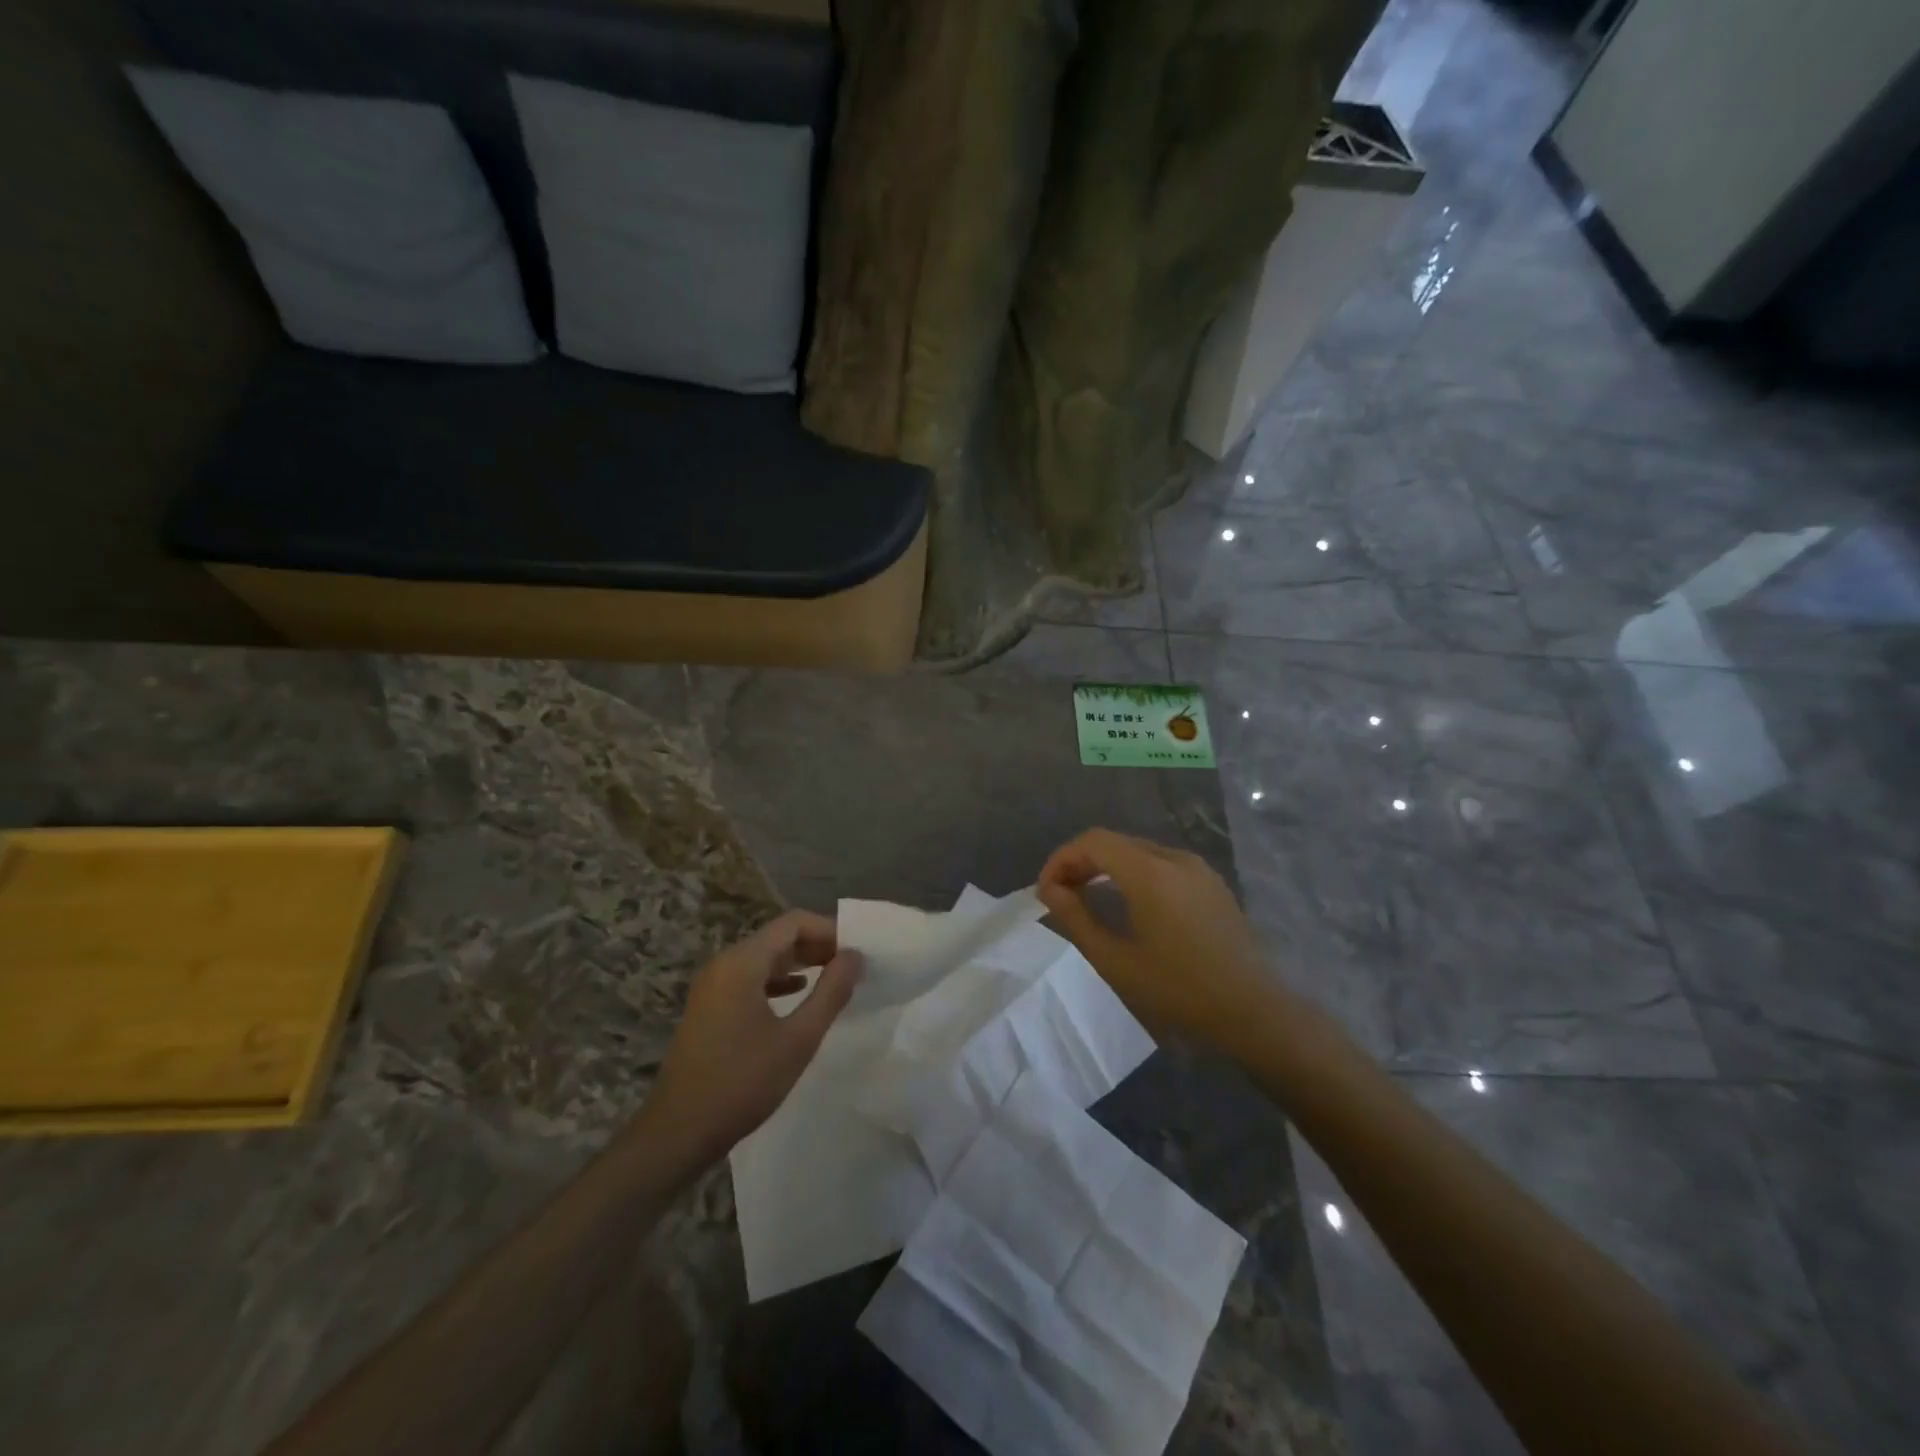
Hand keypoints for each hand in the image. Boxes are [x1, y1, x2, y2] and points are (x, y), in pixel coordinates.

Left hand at [643, 910, 860, 1162]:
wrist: (678, 1133)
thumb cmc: (742, 1083)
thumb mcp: (798, 1039)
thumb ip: (831, 992)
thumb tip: (855, 956)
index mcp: (741, 962)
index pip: (793, 923)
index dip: (829, 929)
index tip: (857, 951)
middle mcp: (724, 964)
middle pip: (778, 937)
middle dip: (817, 945)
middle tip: (852, 965)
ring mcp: (712, 985)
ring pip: (764, 957)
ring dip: (800, 962)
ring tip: (834, 978)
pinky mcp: (709, 1007)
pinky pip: (750, 978)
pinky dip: (778, 980)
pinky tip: (798, 994)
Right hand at [1037, 828, 1280, 1052]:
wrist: (1253, 1012)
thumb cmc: (1179, 991)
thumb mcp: (1116, 961)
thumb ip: (1076, 919)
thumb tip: (1050, 891)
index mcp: (1150, 873)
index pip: (1093, 841)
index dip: (1062, 859)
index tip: (1045, 892)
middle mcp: (1175, 858)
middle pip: (1115, 842)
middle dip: (1081, 862)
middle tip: (1060, 896)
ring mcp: (1198, 868)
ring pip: (1138, 851)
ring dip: (1106, 867)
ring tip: (1087, 900)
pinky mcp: (1211, 883)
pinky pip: (1161, 864)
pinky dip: (1133, 874)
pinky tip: (1127, 905)